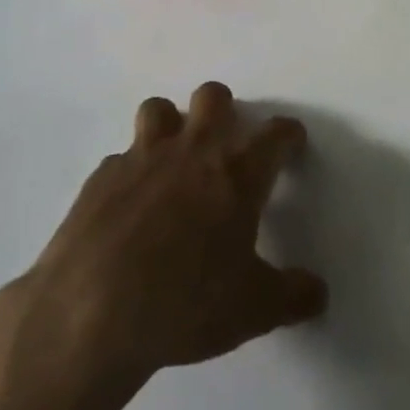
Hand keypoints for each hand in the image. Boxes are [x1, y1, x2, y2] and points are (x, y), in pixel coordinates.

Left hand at [0, 84, 326, 396]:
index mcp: (236, 172)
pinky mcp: (101, 176)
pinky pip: (121, 157)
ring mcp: (142, 157)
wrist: (90, 313)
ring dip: (171, 126)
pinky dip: (131, 173)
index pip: (275, 134)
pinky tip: (128, 208)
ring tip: (172, 163)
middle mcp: (192, 150)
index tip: (292, 144)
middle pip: (213, 96)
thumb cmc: (185, 304)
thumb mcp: (253, 311)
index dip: (288, 135)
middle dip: (224, 110)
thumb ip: (293, 296)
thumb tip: (319, 292)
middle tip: (225, 147)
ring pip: (160, 109)